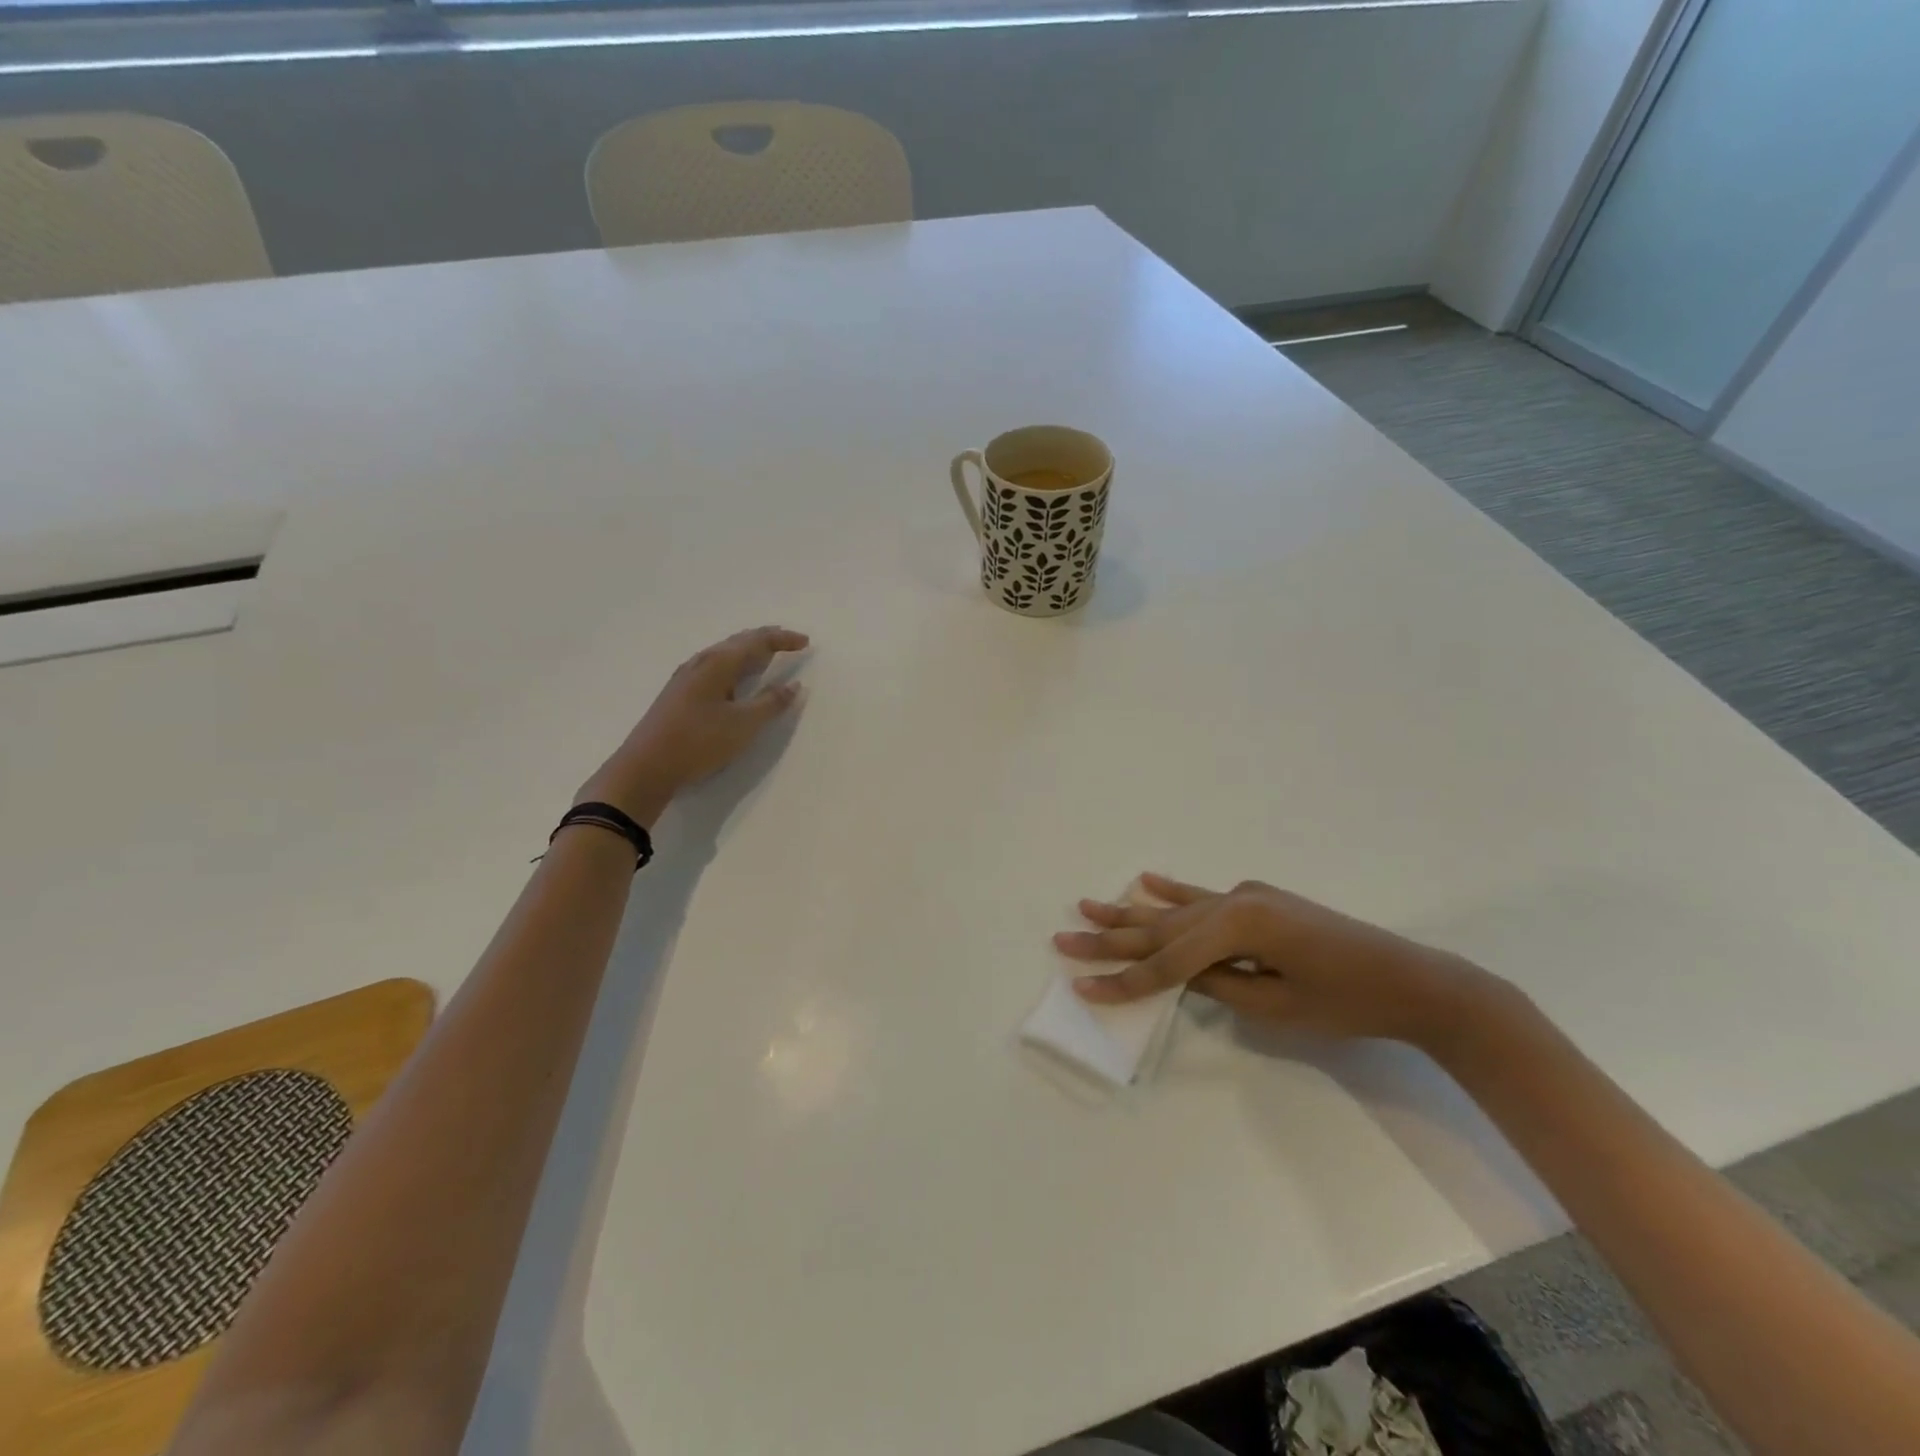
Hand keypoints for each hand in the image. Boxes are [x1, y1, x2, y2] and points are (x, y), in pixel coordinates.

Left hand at [577, 626, 808, 822]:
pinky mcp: (680, 694)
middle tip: (789, 642)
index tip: (806, 642)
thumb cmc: (698, 742)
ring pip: (724, 655)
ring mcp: (686, 678)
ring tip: (767, 657)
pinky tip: (736, 680)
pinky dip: (735, 667)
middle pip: (738, 643)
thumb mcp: (743, 725)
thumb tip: (794, 685)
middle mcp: (701, 663)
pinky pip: (715, 668)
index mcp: (718, 663)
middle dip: (766, 640)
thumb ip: (771, 703)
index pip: (756, 641)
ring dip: (749, 653)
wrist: (645, 767)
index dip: (782, 639)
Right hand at [1053, 873, 1507, 1053]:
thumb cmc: (1348, 1003)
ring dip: (1131, 911)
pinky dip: (1173, 892)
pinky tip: (1147, 882)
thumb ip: (1217, 984)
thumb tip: (1178, 972)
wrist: (1412, 980)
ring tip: (1088, 904)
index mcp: (1239, 926)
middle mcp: (1235, 901)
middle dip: (1112, 938)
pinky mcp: (1258, 900)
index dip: (1125, 980)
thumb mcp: (1275, 1006)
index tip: (1084, 987)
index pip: (1168, 962)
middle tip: (1065, 936)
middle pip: (1161, 928)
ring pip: (1176, 910)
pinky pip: (1204, 897)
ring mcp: (1247, 896)